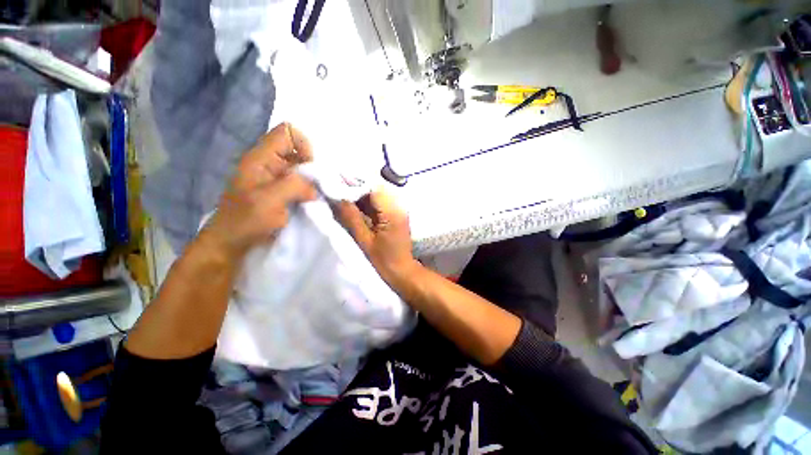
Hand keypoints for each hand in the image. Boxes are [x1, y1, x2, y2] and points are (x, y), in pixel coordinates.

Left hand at [200, 123, 316, 259]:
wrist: (231, 245)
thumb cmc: (244, 222)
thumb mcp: (268, 200)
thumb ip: (295, 186)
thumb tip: (316, 187)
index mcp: (261, 158)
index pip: (288, 132)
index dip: (304, 146)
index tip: (310, 171)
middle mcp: (270, 164)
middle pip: (300, 152)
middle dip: (313, 169)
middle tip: (318, 189)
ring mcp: (277, 180)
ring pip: (303, 171)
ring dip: (314, 183)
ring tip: (317, 199)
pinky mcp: (282, 194)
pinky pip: (303, 186)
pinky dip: (311, 193)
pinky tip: (312, 204)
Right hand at [336, 189, 421, 287]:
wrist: (402, 271)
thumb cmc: (383, 260)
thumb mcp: (364, 240)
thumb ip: (351, 217)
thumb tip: (336, 197)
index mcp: (392, 212)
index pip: (373, 188)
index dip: (354, 184)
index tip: (336, 184)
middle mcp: (399, 205)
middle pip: (376, 188)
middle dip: (356, 188)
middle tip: (337, 191)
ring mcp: (399, 209)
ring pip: (377, 194)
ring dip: (361, 195)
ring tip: (342, 197)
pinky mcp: (397, 213)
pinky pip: (380, 202)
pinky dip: (367, 203)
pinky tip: (355, 206)